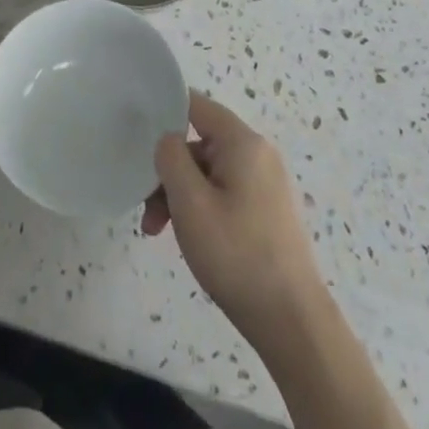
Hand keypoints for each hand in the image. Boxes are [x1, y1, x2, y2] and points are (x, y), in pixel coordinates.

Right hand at [143, 93, 324, 344]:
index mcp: (243, 142)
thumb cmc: (237, 255)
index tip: (135, 135)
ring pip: (208, 173)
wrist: (293, 324)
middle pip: (199, 144)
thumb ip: (171, 157)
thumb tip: (168, 140)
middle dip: (168, 172)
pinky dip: (202, 208)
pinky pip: (225, 193)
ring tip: (158, 232)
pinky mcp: (268, 211)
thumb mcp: (190, 202)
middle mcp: (258, 154)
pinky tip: (189, 239)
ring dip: (180, 195)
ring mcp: (266, 184)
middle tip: (147, 210)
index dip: (163, 112)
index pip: (196, 105)